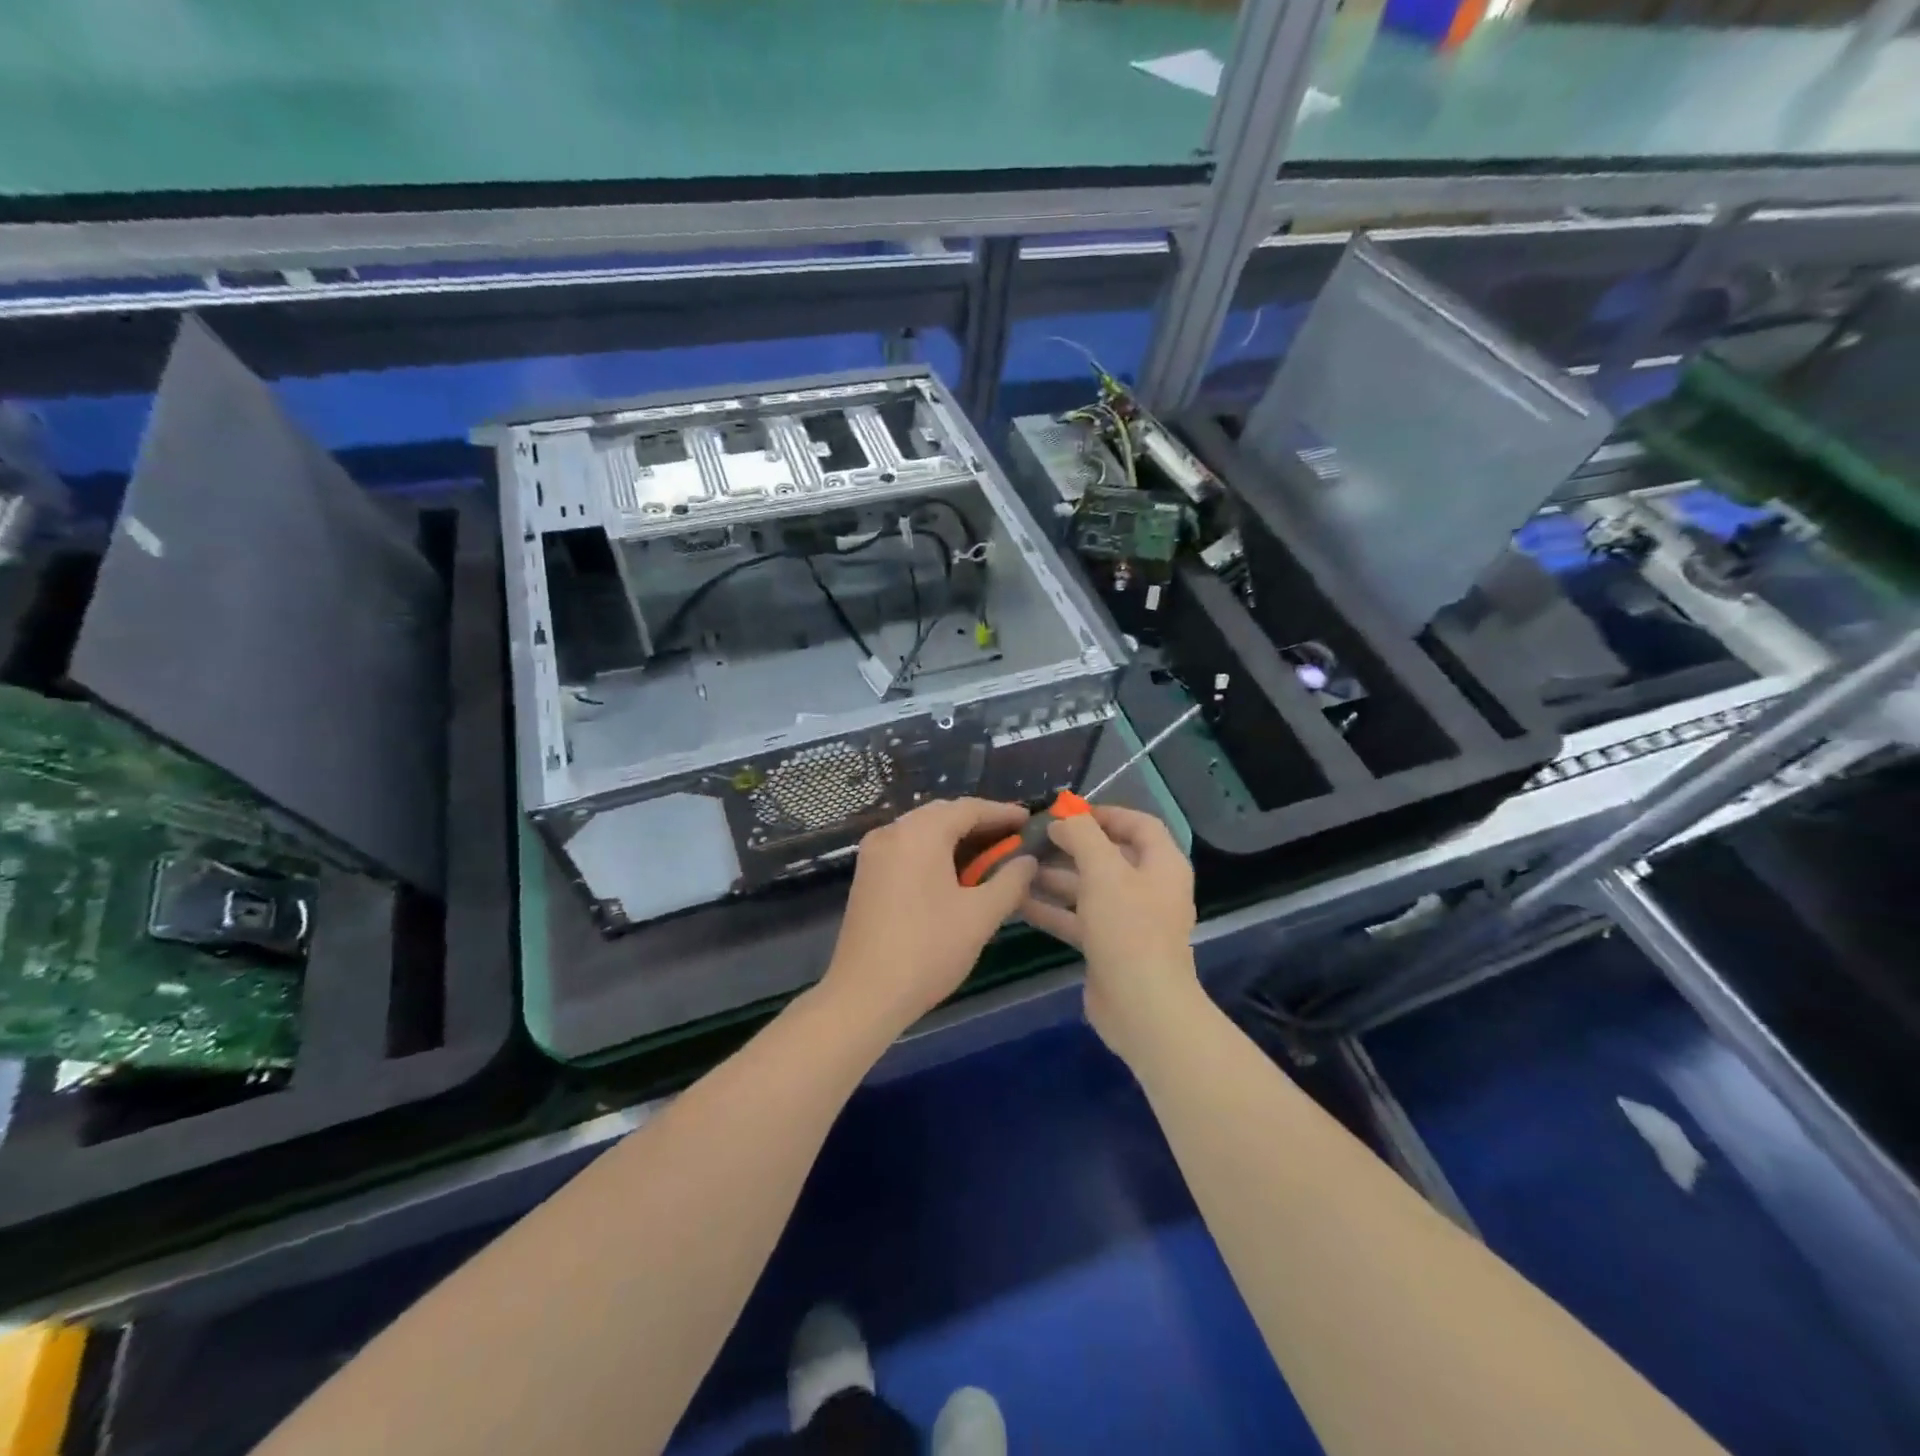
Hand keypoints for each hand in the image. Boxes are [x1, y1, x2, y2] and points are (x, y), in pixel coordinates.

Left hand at [821, 797, 1037, 1036]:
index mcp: (919, 833)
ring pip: (923, 830)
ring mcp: (874, 852)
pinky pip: (907, 847)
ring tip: (990, 854)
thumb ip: (1010, 881)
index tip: (1030, 819)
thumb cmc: (928, 950)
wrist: (864, 994)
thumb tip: (1028, 860)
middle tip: (1013, 837)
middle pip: (943, 814)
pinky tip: (955, 871)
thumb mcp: (980, 916)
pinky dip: (934, 851)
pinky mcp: (866, 874)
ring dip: (956, 837)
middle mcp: (892, 831)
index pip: (968, 808)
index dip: (1002, 813)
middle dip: (979, 823)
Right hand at [1018, 805, 1198, 1064]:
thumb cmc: (1129, 929)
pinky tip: (1018, 901)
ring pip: (1089, 888)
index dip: (1104, 813)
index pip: (1138, 824)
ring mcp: (1129, 920)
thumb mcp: (1104, 871)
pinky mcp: (1108, 947)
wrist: (1141, 1008)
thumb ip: (1082, 836)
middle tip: (1032, 839)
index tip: (1066, 812)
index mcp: (1162, 865)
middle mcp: (1149, 888)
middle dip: (1070, 846)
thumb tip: (1062, 819)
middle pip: (1109, 856)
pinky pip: (1078, 918)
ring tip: (1017, 867)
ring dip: (1055, 877)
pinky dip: (1052, 908)